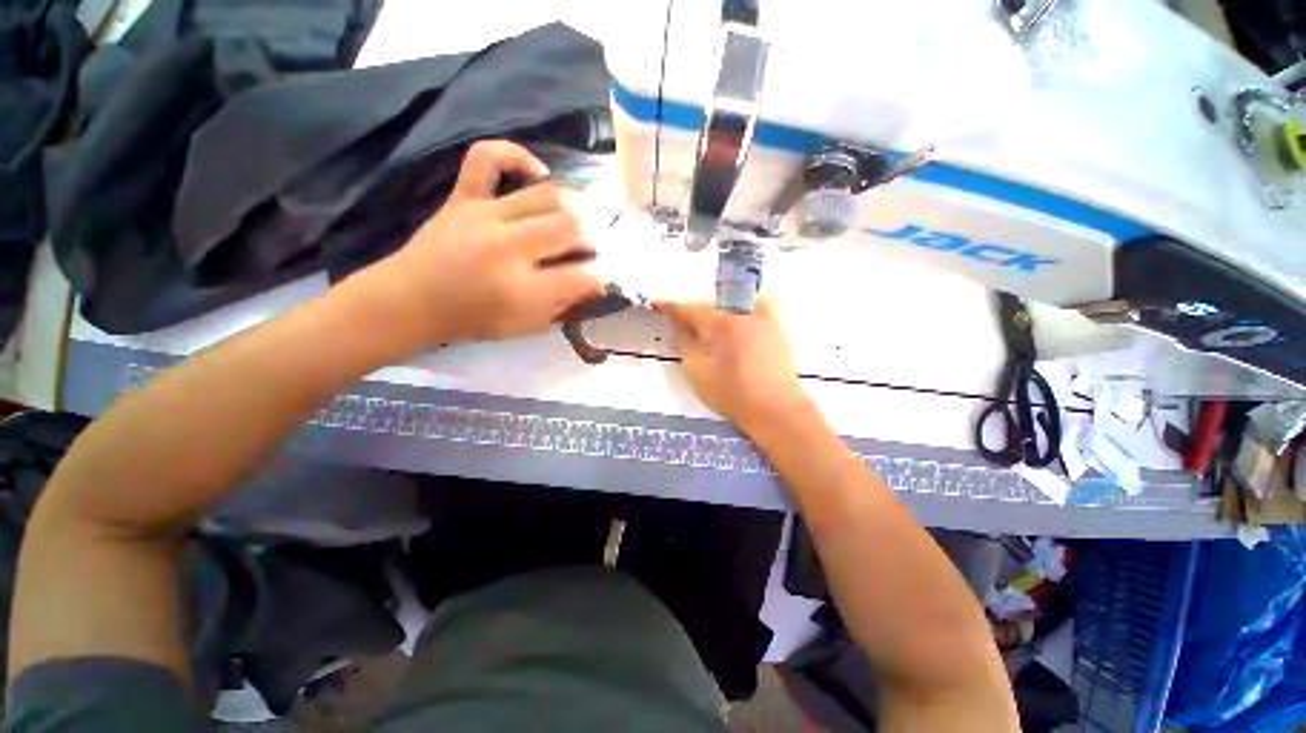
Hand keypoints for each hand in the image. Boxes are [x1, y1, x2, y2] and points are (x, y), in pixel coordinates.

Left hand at [355, 140, 603, 348]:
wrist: (411, 300)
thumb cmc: (474, 319)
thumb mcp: (527, 325)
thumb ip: (564, 304)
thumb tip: (596, 281)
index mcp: (522, 291)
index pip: (581, 276)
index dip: (600, 275)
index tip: (603, 275)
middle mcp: (507, 249)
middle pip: (568, 229)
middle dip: (590, 238)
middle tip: (591, 247)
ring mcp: (484, 216)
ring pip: (545, 196)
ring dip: (572, 206)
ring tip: (576, 216)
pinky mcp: (464, 197)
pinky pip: (487, 158)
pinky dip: (516, 156)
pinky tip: (538, 173)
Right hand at [659, 298, 808, 430]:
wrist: (776, 410)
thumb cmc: (734, 395)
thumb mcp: (699, 374)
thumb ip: (684, 345)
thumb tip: (676, 327)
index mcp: (723, 324)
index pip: (691, 309)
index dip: (671, 307)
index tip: (657, 304)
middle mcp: (744, 313)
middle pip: (711, 306)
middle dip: (693, 313)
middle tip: (679, 323)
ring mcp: (765, 319)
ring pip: (732, 305)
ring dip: (716, 312)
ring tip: (706, 327)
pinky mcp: (777, 328)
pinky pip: (758, 307)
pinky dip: (744, 309)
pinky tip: (738, 320)